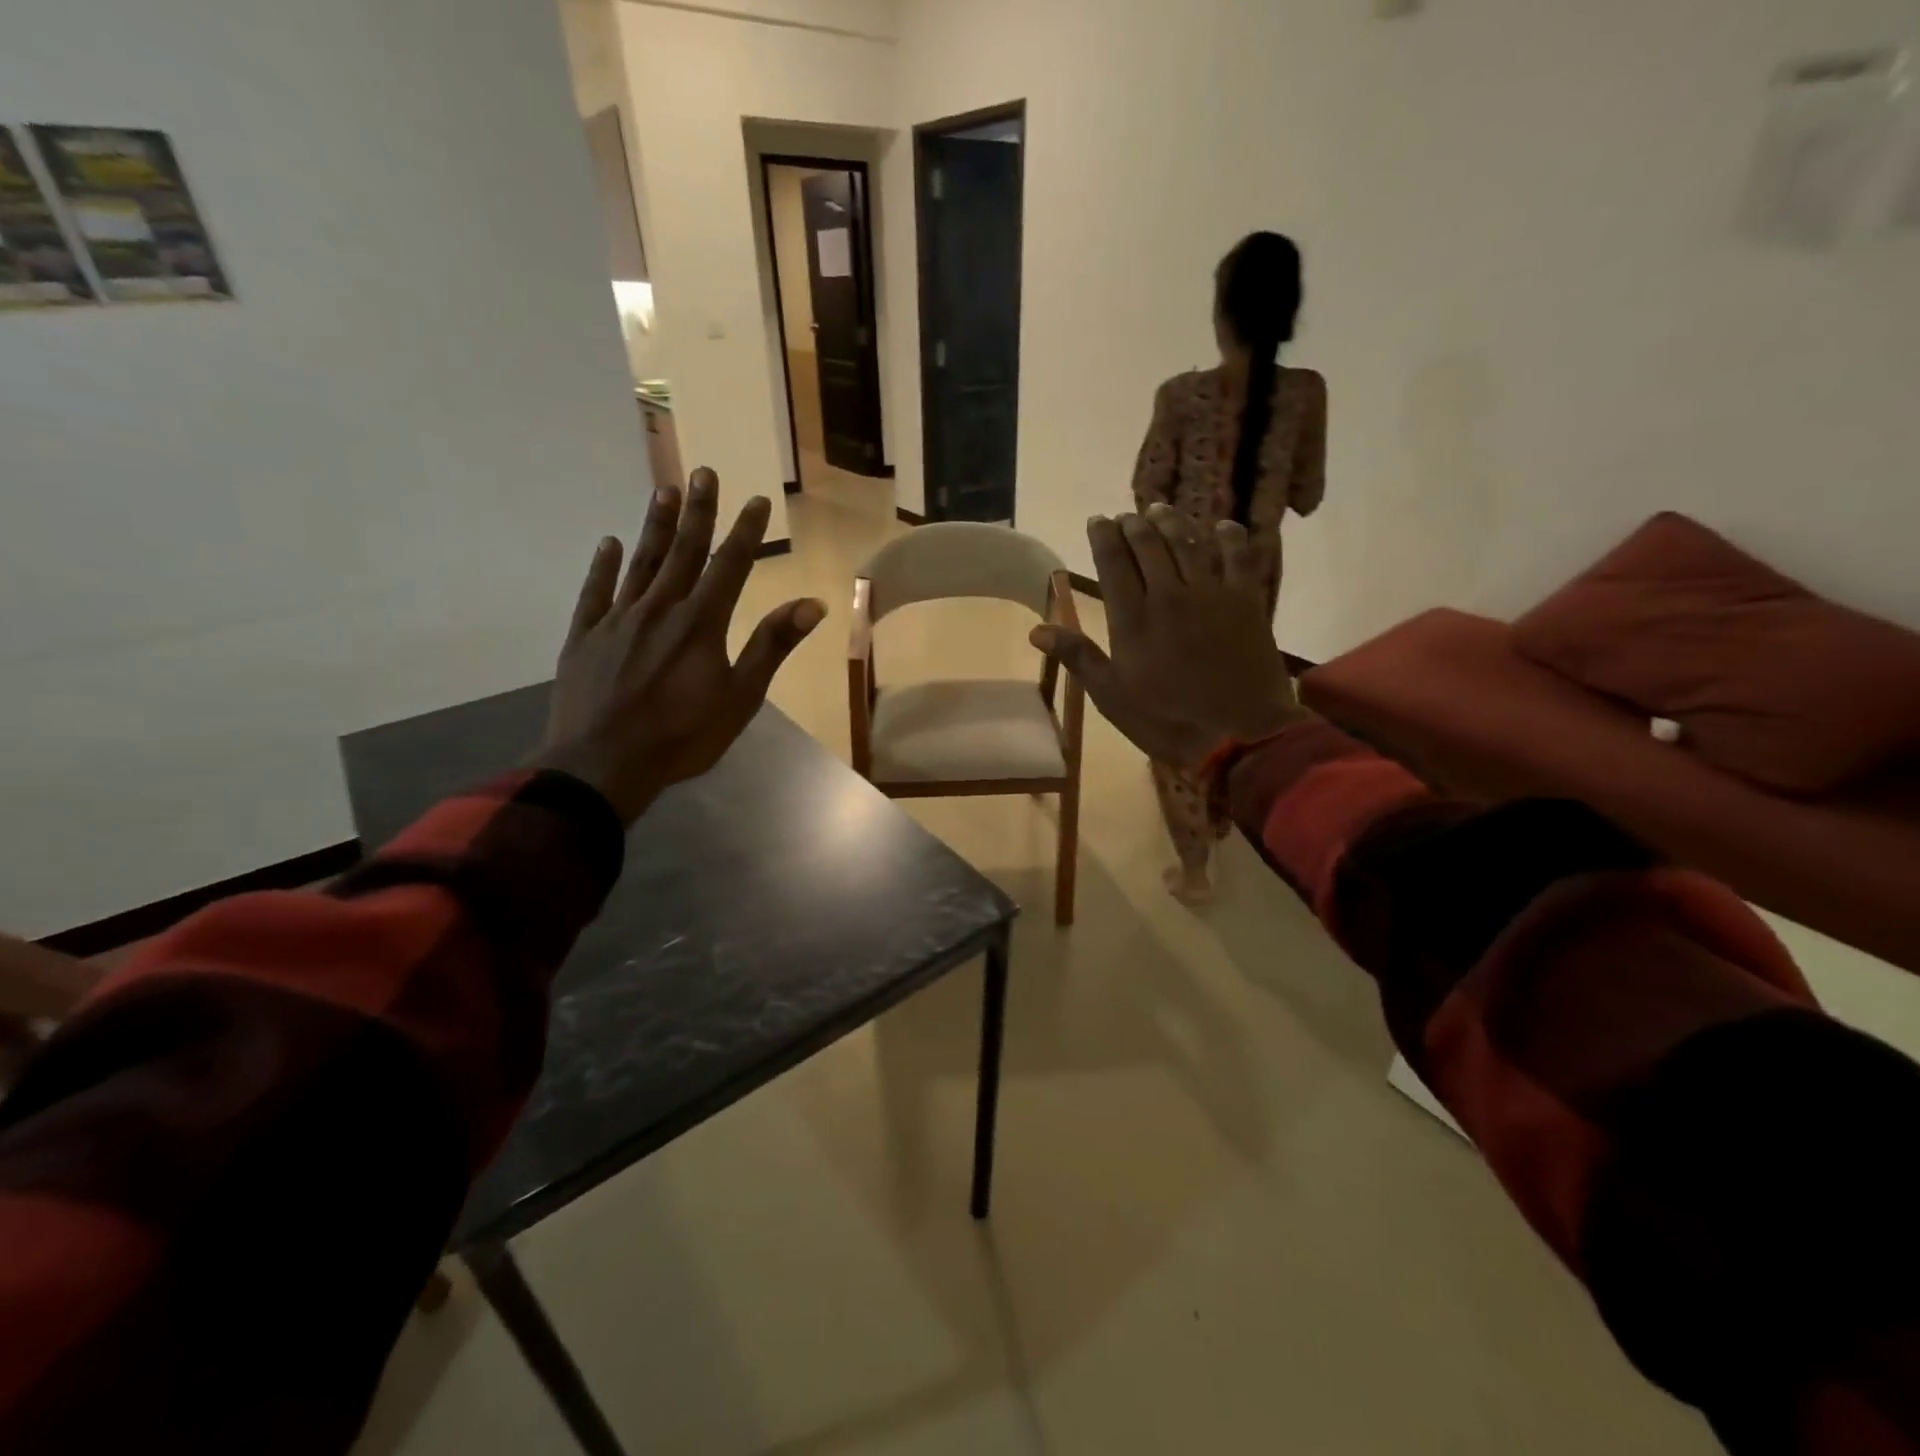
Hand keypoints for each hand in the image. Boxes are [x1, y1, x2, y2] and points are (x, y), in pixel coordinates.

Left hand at [540, 468, 825, 821]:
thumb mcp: (741, 697)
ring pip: (641, 562)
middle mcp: (660, 608)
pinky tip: (609, 543)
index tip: (756, 499)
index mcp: (701, 623)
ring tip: (663, 490)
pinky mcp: (586, 636)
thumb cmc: (683, 736)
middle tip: (703, 472)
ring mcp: (618, 619)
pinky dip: (604, 566)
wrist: (603, 764)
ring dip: (655, 526)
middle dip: (697, 511)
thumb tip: (812, 604)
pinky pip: (596, 591)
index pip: (730, 566)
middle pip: (683, 552)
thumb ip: (772, 646)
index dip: (745, 532)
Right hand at [1030, 505, 1306, 768]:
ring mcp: (1210, 594)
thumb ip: (1078, 656)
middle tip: (1127, 515)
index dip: (1103, 537)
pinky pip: (1238, 557)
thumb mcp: (1111, 696)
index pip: (1112, 562)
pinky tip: (1222, 527)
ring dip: (1172, 523)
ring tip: (1161, 510)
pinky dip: (1230, 537)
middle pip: (1149, 545)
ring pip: (1188, 543)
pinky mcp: (1246, 601)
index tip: (1097, 520)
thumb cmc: (1166, 720)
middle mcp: (1168, 594)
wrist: (1238, 735)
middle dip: (1134, 525)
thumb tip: (1037, 630)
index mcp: (1132, 618)